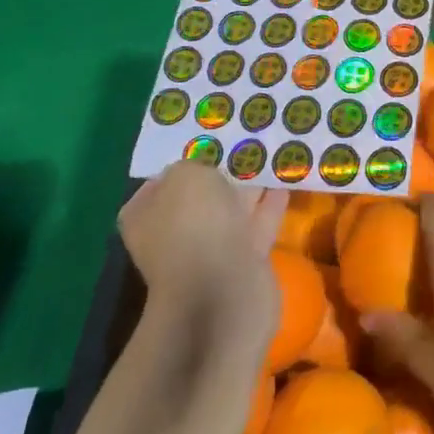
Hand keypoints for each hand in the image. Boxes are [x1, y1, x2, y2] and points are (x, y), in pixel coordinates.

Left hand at [119, 161, 284, 361]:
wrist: (222, 291)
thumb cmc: (194, 226)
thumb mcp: (187, 175)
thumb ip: (195, 164)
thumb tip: (204, 171)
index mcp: (147, 215)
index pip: (160, 182)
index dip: (184, 161)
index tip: (211, 142)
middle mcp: (172, 234)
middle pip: (199, 196)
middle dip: (220, 174)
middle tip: (246, 144)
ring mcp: (207, 251)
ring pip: (230, 210)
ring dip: (249, 188)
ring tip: (272, 157)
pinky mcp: (240, 263)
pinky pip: (256, 225)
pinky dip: (270, 206)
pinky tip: (286, 183)